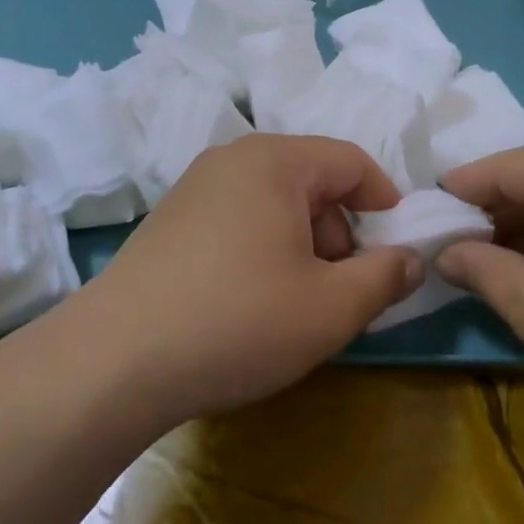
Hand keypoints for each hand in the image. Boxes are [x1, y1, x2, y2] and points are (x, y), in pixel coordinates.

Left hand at [66, 135, 422, 425]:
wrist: (113, 363)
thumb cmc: (238, 321)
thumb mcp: (332, 307)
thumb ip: (386, 277)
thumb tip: (410, 259)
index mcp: (276, 161)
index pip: (352, 162)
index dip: (385, 202)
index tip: (395, 248)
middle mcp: (232, 160)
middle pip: (313, 182)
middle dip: (340, 233)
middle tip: (340, 290)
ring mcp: (193, 189)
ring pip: (275, 205)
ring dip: (302, 247)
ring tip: (294, 304)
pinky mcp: (168, 222)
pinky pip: (238, 221)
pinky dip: (262, 251)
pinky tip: (249, 303)